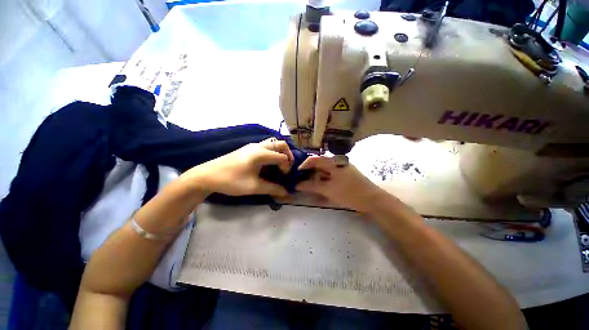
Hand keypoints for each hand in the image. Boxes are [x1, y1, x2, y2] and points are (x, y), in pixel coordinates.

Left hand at [185, 138, 293, 197]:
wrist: (207, 175)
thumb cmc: (231, 181)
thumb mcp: (254, 187)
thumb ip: (273, 189)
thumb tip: (286, 193)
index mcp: (261, 153)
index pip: (282, 157)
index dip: (287, 167)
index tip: (283, 178)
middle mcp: (259, 146)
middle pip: (281, 144)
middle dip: (288, 155)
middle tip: (286, 168)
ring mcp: (252, 146)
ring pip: (273, 143)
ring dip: (279, 153)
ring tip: (278, 166)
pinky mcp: (248, 148)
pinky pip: (265, 146)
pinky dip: (272, 153)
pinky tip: (267, 165)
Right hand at [295, 156, 387, 212]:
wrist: (373, 200)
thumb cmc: (349, 193)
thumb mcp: (328, 190)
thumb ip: (311, 186)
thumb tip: (296, 185)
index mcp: (333, 161)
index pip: (314, 159)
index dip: (303, 166)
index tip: (295, 174)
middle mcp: (337, 162)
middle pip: (318, 164)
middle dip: (308, 172)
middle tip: (299, 181)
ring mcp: (342, 168)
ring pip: (324, 170)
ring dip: (315, 177)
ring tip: (307, 185)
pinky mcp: (344, 175)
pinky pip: (330, 175)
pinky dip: (323, 180)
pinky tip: (319, 187)